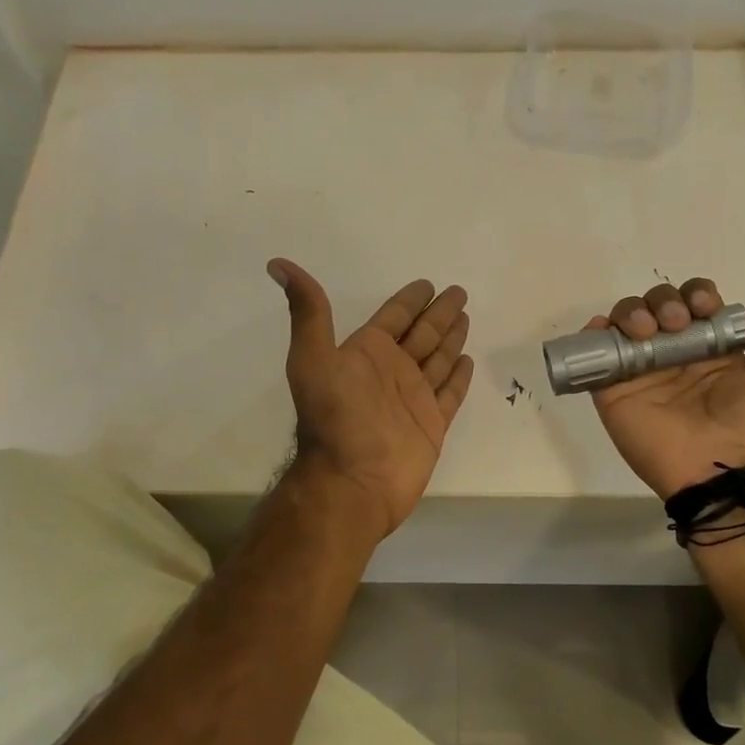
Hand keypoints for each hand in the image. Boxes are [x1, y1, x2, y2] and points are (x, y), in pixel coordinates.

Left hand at [268, 259, 474, 540]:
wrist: (352, 481)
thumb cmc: (335, 419)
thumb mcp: (313, 359)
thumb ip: (308, 312)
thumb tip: (277, 264)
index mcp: (367, 353)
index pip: (394, 317)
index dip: (410, 300)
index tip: (427, 284)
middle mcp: (392, 371)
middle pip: (422, 333)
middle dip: (439, 313)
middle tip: (458, 292)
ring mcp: (414, 398)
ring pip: (439, 359)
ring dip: (451, 338)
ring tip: (466, 318)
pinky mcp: (432, 424)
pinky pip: (450, 393)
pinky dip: (458, 377)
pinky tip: (467, 360)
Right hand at [588, 278, 744, 500]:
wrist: (731, 472)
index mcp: (715, 355)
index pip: (696, 307)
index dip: (697, 296)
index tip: (704, 309)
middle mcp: (676, 361)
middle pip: (657, 308)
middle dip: (665, 301)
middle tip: (675, 322)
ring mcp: (643, 376)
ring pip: (625, 324)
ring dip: (633, 312)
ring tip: (648, 331)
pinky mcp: (614, 393)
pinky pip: (595, 356)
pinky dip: (592, 335)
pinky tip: (603, 329)